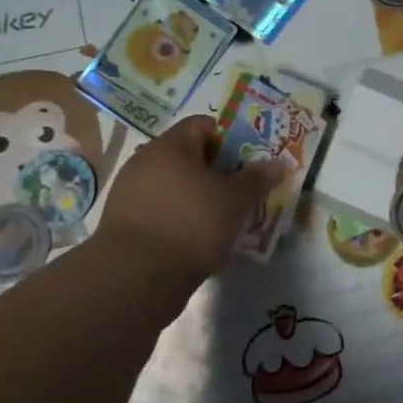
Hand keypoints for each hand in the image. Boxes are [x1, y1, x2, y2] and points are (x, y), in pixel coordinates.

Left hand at [94, 116, 287, 282]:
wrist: (137, 277)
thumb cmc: (191, 225)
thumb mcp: (235, 201)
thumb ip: (257, 179)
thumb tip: (278, 162)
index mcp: (170, 146)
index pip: (203, 125)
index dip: (229, 139)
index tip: (247, 162)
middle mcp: (145, 161)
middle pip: (188, 156)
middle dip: (216, 172)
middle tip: (240, 192)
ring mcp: (130, 192)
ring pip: (174, 185)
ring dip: (198, 197)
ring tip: (222, 219)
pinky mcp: (123, 222)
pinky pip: (161, 209)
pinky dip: (180, 217)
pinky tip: (196, 239)